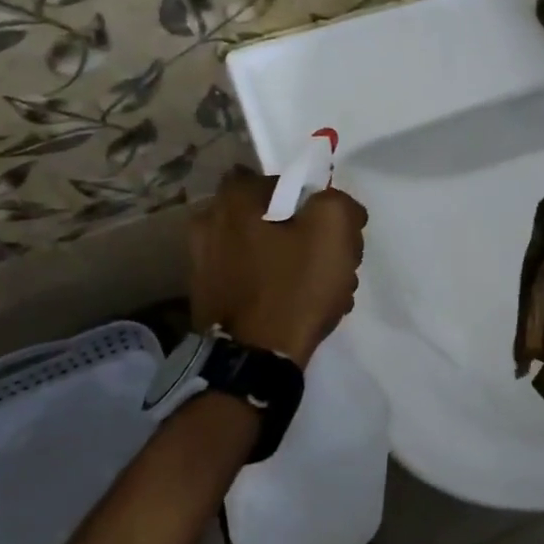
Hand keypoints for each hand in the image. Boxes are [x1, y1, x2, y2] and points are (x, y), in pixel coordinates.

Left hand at [189, 168, 367, 367]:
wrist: (252, 363)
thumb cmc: (292, 287)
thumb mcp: (333, 230)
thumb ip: (339, 203)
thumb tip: (335, 207)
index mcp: (233, 199)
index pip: (282, 180)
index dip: (310, 199)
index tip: (328, 226)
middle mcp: (208, 223)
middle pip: (274, 217)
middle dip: (305, 235)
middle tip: (330, 261)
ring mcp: (203, 264)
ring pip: (266, 250)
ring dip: (294, 263)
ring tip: (321, 292)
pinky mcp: (208, 298)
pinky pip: (252, 280)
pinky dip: (275, 288)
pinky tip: (298, 309)